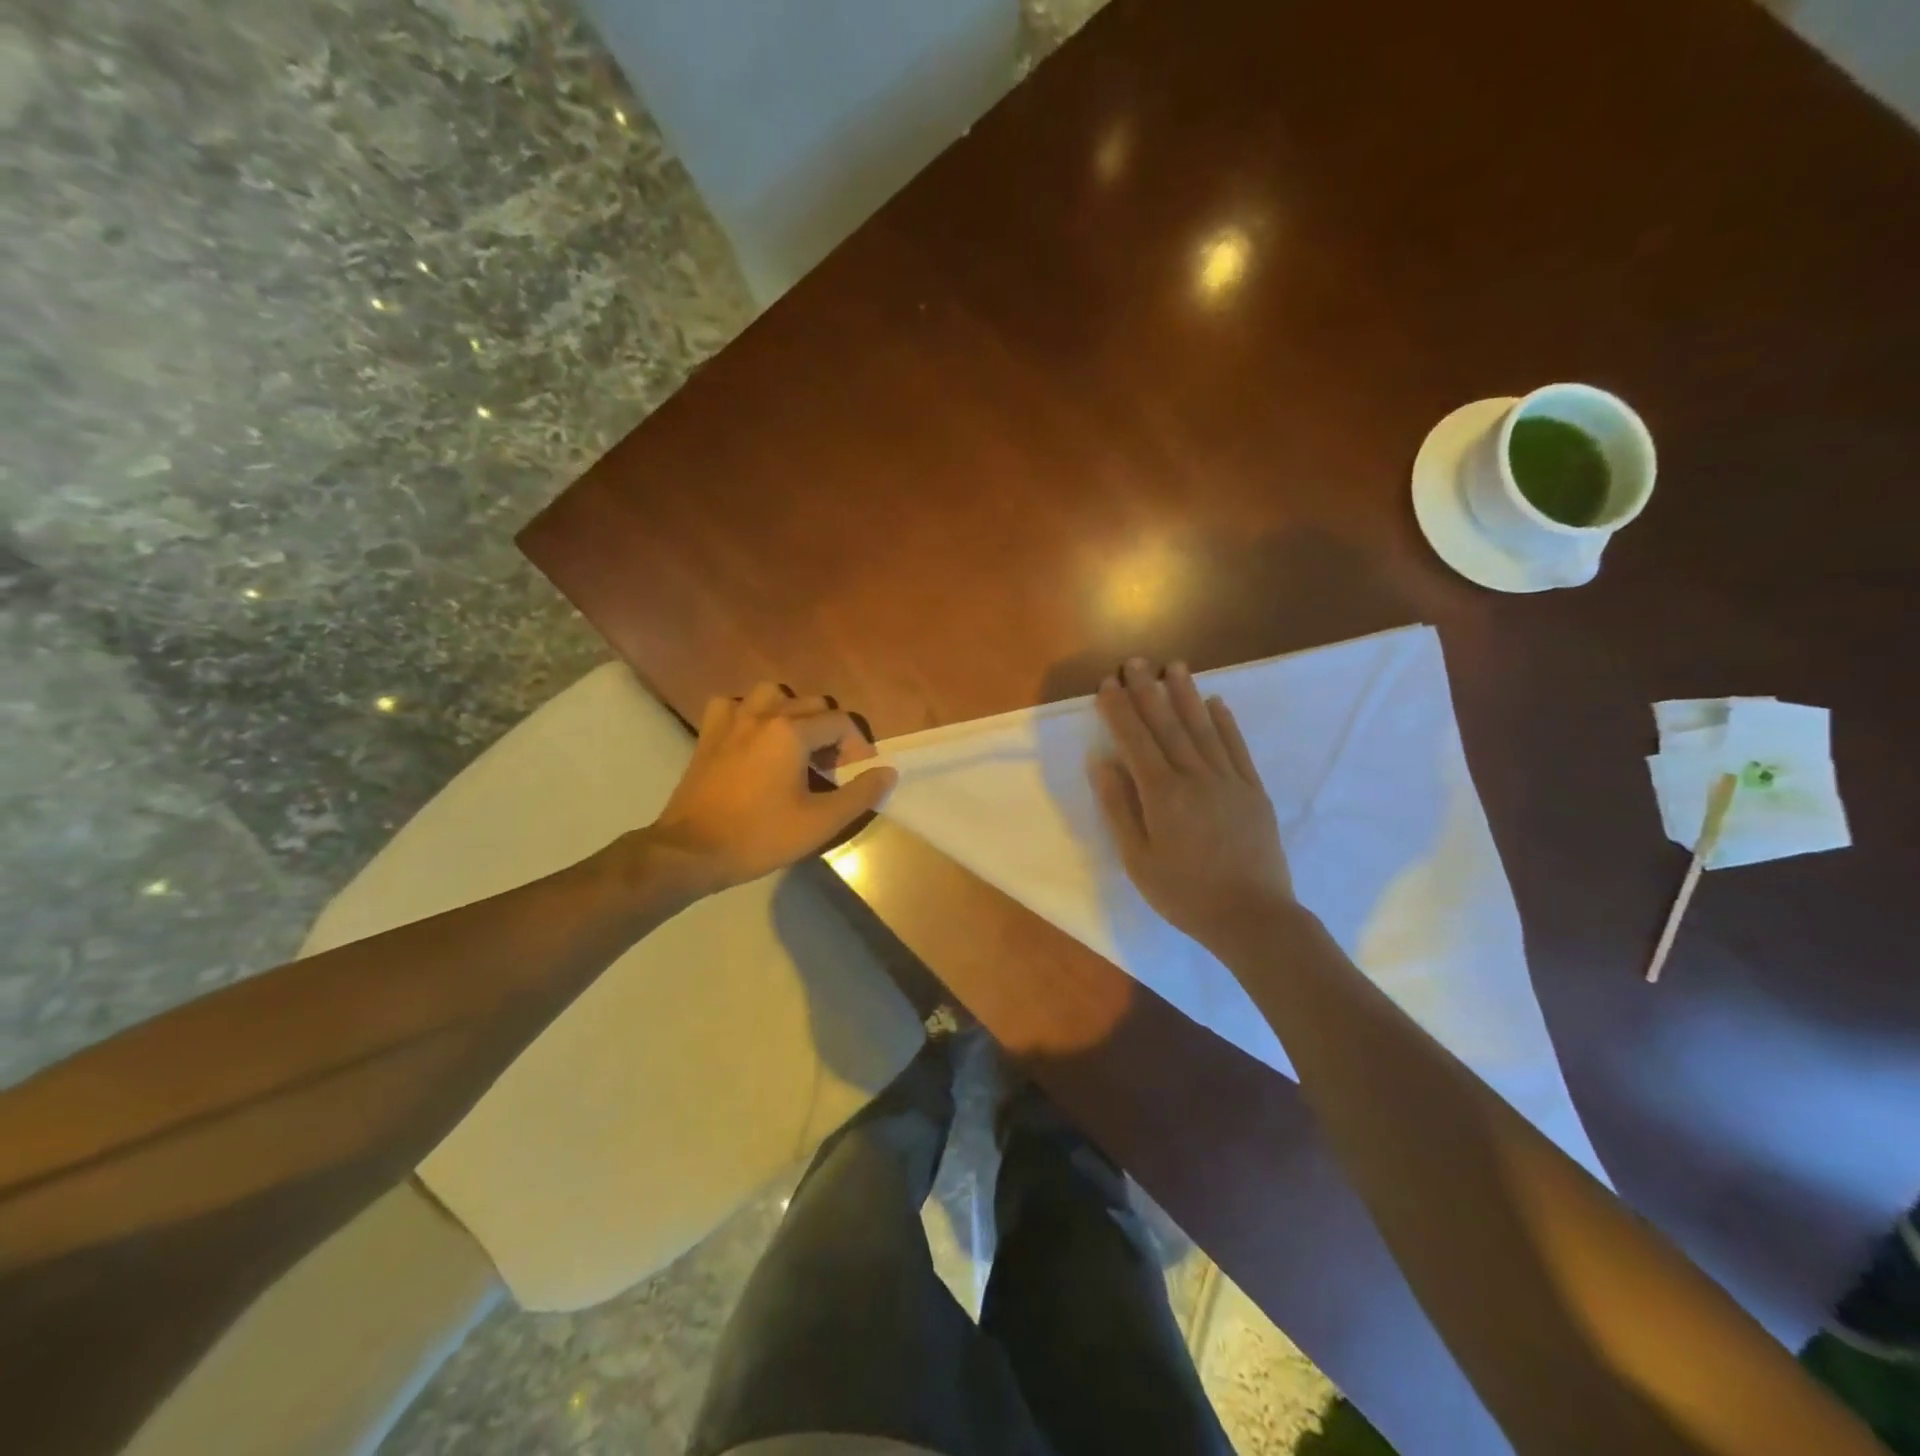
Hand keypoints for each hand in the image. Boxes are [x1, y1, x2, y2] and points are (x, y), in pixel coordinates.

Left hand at [643, 682, 896, 897]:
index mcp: (791, 732)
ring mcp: (731, 721)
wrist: (691, 852)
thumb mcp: (820, 822)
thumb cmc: (760, 836)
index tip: (859, 774)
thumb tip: (888, 771)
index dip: (858, 746)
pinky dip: (748, 714)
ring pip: (772, 694)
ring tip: (796, 743)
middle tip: (831, 767)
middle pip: (811, 704)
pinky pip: (733, 706)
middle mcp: (763, 715)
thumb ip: (860, 794)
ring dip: (791, 712)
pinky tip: (753, 737)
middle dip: (830, 731)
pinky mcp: (708, 735)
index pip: (840, 722)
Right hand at [1091, 658, 1295, 959]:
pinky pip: (1236, 748)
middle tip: (1135, 661)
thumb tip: (1102, 762)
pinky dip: (1225, 722)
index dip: (1120, 710)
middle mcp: (1195, 776)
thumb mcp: (1137, 859)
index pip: (1135, 740)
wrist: (1252, 917)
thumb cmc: (1184, 893)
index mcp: (1162, 793)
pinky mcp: (1253, 790)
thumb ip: (1119, 807)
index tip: (1107, 684)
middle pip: (1167, 725)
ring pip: (1203, 728)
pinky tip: (1217, 703)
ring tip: (1174, 666)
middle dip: (1148, 691)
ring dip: (1186, 695)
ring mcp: (1228, 780)